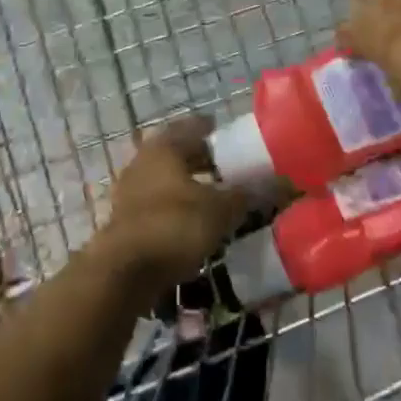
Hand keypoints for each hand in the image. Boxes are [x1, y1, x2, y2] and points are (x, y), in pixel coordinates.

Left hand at [93, 119, 249, 296]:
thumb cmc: (173, 226)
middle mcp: (144, 161)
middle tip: (228, 165)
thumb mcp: (218, 211)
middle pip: (177, 152)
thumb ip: (244, 195)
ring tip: (215, 194)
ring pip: (166, 178)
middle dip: (202, 157)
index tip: (228, 132)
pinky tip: (194, 220)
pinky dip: (177, 205)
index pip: (191, 127)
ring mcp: (131, 191)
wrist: (123, 273)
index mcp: (164, 147)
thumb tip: (277, 183)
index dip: (211, 129)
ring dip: (189, 183)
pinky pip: (159, 203)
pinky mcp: (126, 219)